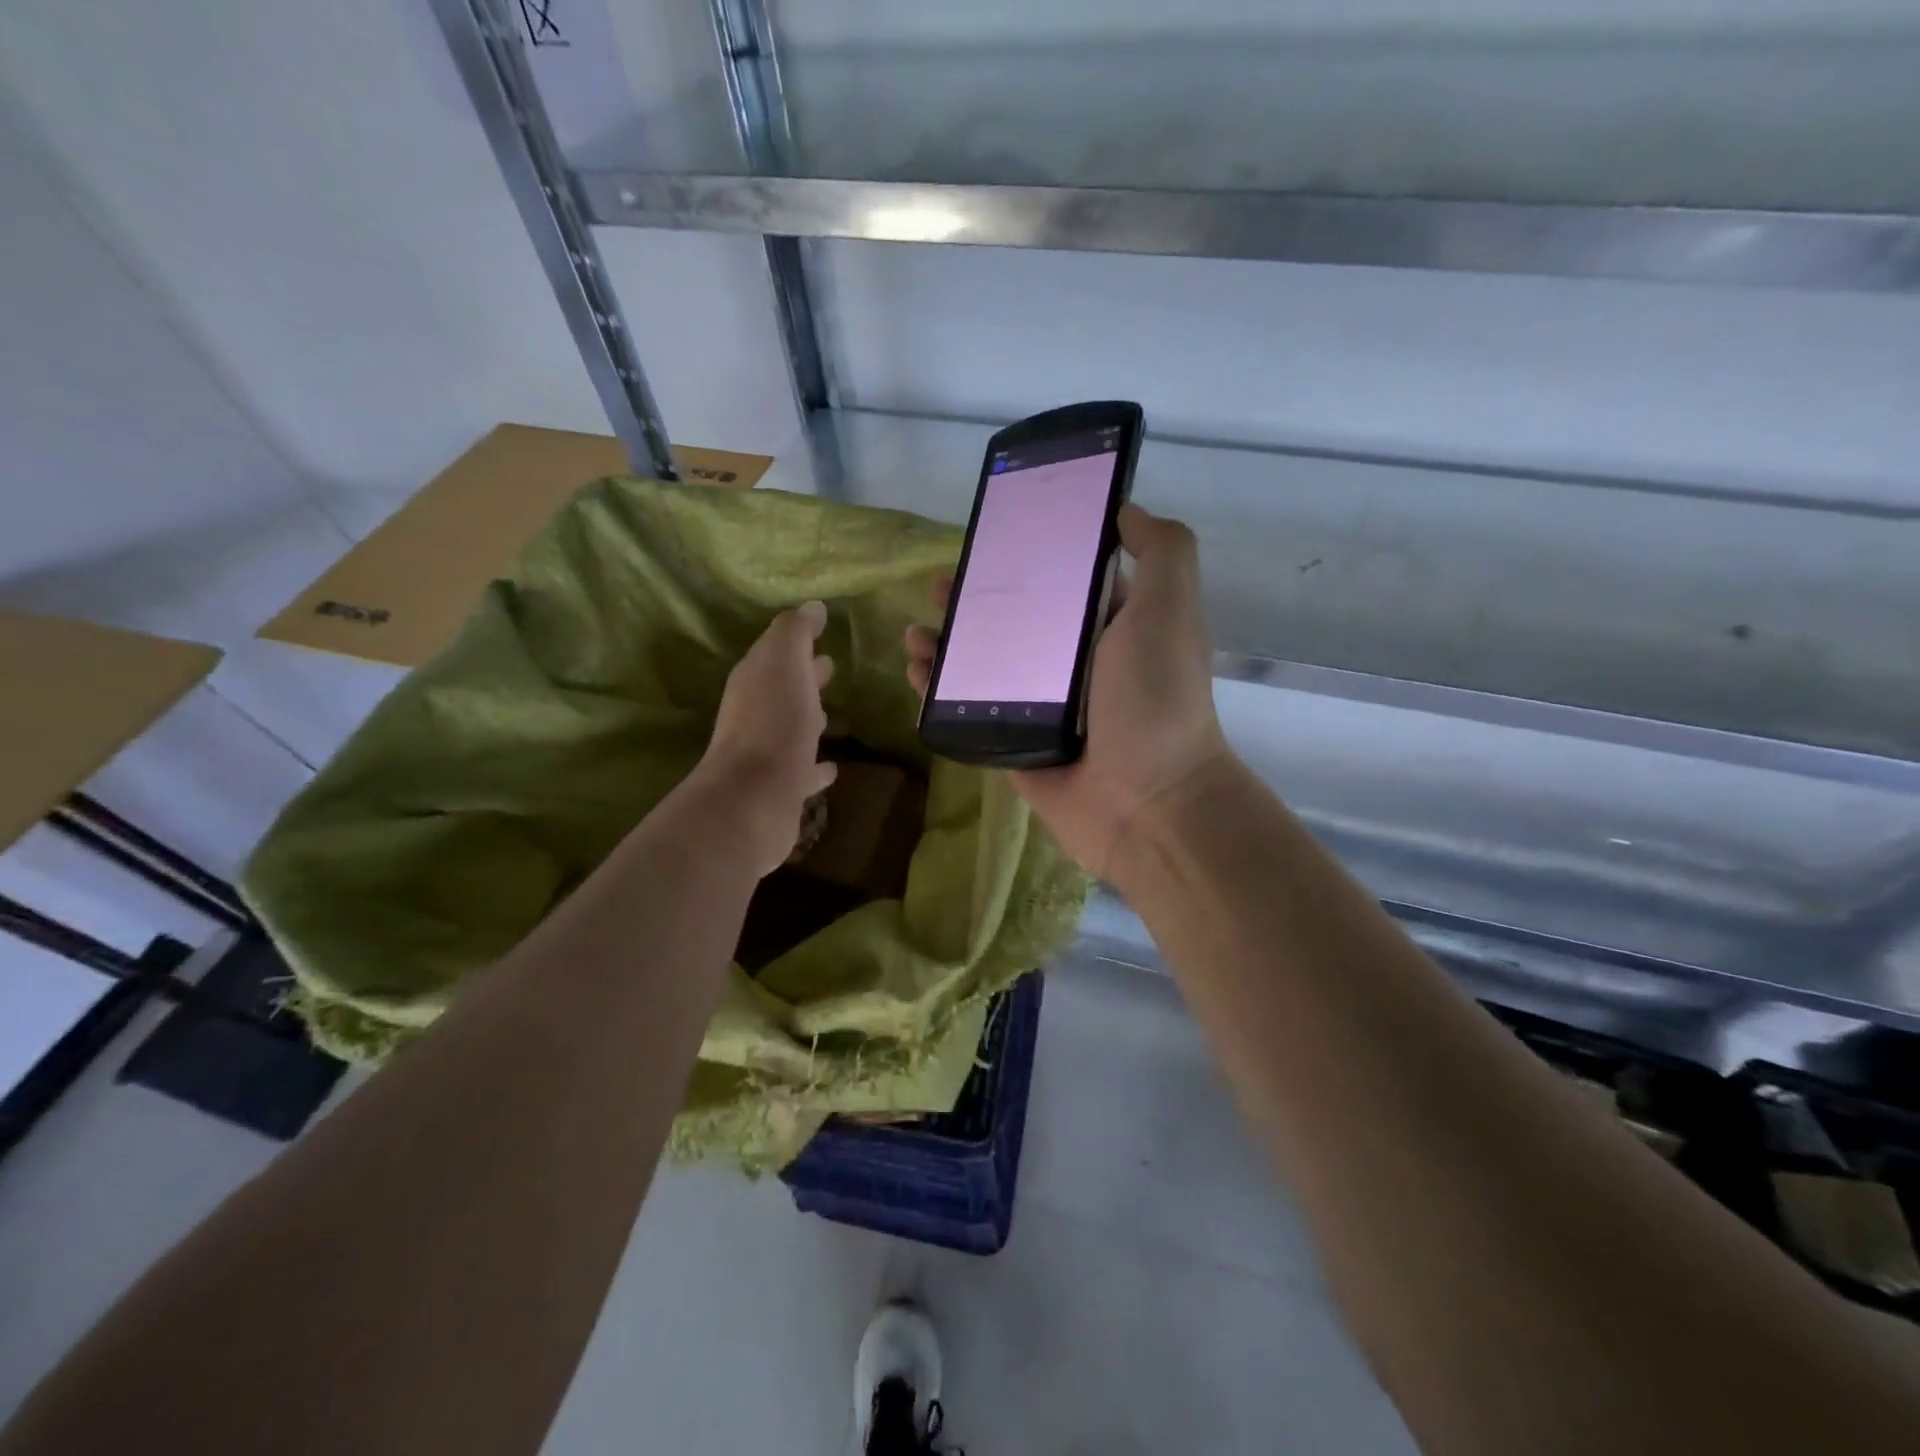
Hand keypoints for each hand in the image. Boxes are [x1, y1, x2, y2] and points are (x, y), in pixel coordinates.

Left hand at [694, 601, 837, 877]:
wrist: (754, 798)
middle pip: (783, 687)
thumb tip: (812, 607)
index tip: (823, 629)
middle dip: (805, 676)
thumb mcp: (784, 663)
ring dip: (808, 718)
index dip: (799, 639)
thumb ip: (796, 632)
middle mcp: (756, 714)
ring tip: (831, 715)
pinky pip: (803, 770)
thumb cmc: (773, 723)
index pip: (777, 650)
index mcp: (756, 679)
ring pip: (792, 728)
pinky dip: (817, 766)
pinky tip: (832, 768)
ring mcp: (767, 753)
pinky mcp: (781, 788)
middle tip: (830, 668)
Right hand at [907, 504, 1230, 878]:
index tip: (992, 536)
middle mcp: (1073, 666)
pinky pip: (969, 713)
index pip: (1060, 583)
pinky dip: (938, 694)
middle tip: (938, 584)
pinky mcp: (1013, 746)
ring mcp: (1040, 708)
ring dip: (947, 645)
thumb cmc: (1156, 699)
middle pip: (1012, 623)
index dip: (1028, 558)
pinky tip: (916, 673)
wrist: (1148, 803)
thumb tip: (1124, 509)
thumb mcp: (1169, 609)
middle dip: (974, 601)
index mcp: (1109, 630)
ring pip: (983, 667)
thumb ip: (1161, 551)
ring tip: (916, 631)